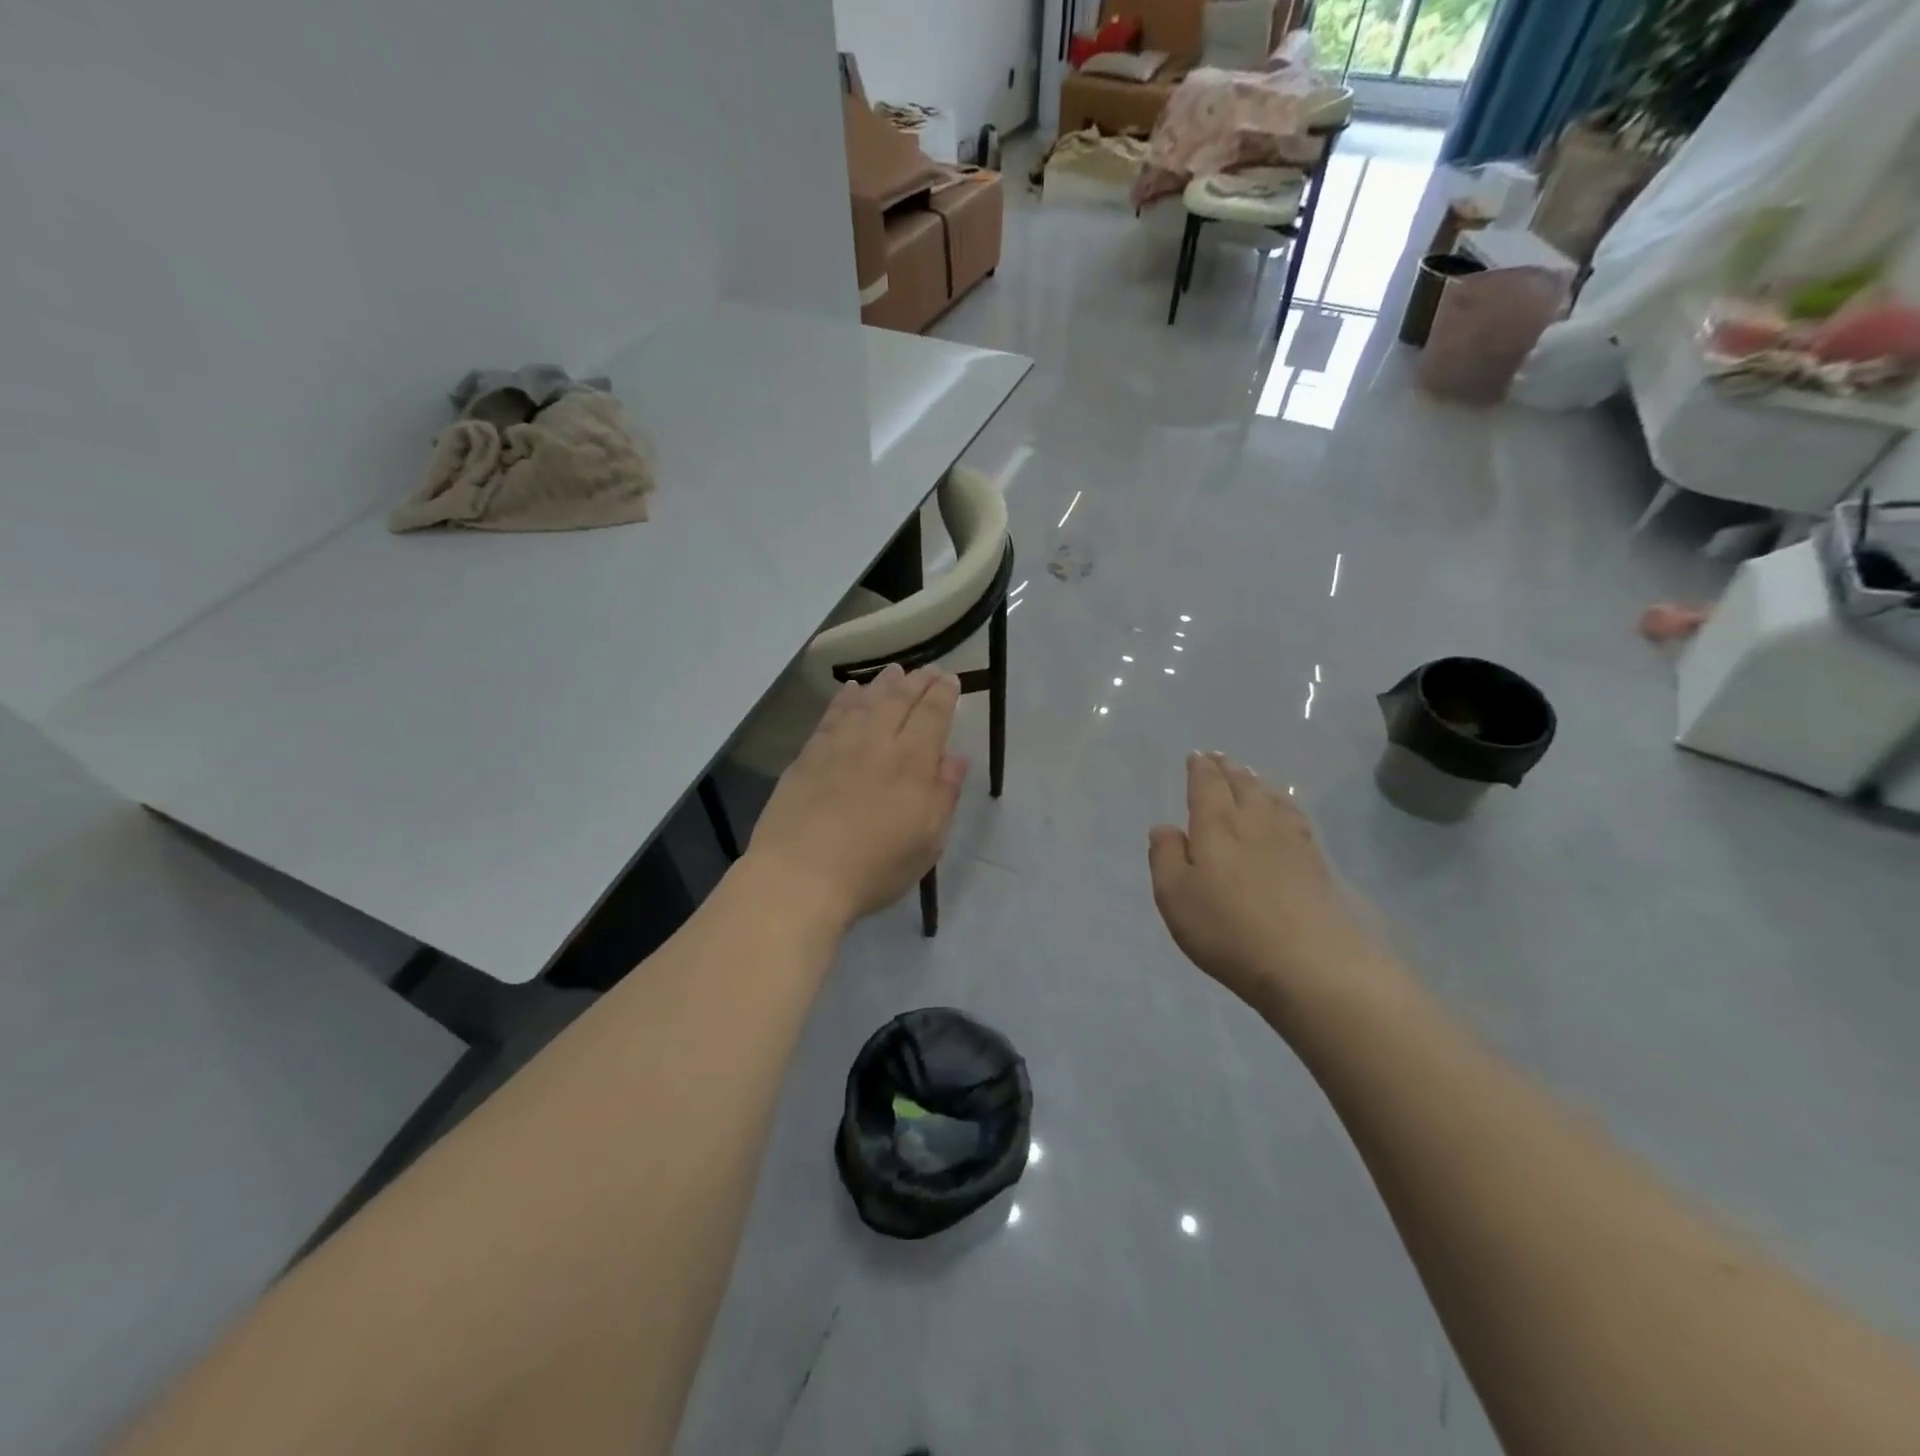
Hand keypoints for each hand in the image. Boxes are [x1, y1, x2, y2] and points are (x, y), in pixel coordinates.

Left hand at [745, 665, 967, 928]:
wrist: (801, 876)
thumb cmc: (874, 867)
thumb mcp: (928, 841)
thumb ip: (944, 795)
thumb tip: (956, 758)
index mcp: (913, 762)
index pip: (933, 715)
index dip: (944, 694)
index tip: (951, 679)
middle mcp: (877, 742)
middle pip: (900, 700)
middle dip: (917, 681)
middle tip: (928, 669)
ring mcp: (839, 746)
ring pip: (866, 701)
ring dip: (883, 683)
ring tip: (894, 671)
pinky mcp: (808, 756)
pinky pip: (831, 715)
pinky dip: (844, 698)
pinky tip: (850, 691)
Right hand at [1148, 752, 1374, 1011]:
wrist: (1311, 963)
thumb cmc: (1228, 929)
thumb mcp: (1175, 896)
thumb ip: (1166, 857)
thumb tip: (1165, 827)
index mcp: (1216, 825)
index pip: (1207, 785)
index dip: (1200, 769)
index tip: (1197, 756)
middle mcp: (1254, 822)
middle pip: (1241, 785)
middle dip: (1227, 769)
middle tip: (1219, 757)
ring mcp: (1290, 840)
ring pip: (1270, 798)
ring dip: (1255, 782)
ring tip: (1249, 775)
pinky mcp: (1316, 862)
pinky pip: (1295, 817)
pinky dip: (1284, 803)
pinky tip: (1284, 810)